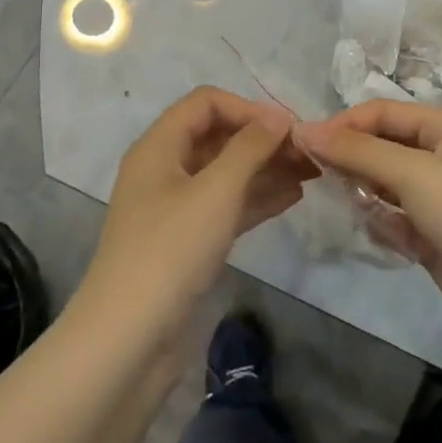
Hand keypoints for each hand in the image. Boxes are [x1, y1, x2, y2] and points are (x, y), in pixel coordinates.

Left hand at [82, 87, 316, 313]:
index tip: (288, 128)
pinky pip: (227, 206)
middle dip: (263, 139)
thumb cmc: (170, 251)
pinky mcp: (188, 242)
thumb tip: (278, 118)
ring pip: (226, 173)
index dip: (247, 108)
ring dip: (266, 168)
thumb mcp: (215, 191)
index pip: (205, 104)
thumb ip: (250, 148)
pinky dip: (257, 198)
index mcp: (159, 147)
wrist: (129, 338)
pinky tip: (293, 197)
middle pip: (218, 137)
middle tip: (310, 152)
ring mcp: (176, 208)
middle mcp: (165, 170)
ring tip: (312, 172)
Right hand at [297, 102, 441, 354]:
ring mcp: (441, 203)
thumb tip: (304, 130)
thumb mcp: (414, 173)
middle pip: (384, 148)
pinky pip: (397, 223)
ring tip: (343, 203)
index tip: (303, 144)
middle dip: (351, 159)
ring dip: (365, 193)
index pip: (383, 113)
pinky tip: (376, 233)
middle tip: (311, 175)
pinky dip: (383, 225)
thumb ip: (357, 152)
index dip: (343, 124)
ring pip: (387, 187)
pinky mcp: (438, 241)